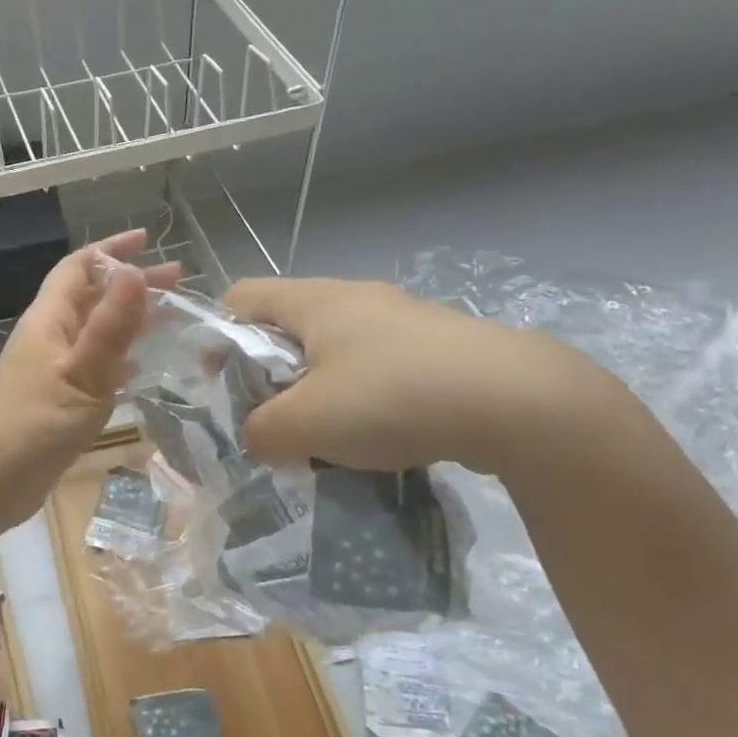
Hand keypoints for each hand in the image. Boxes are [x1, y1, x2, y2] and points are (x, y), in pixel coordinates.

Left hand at [0, 229, 181, 533]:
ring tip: (168, 321)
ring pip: (93, 332)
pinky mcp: (54, 400)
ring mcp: (48, 370)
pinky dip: (117, 359)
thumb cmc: (34, 426)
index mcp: (48, 321)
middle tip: (177, 284)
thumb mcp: (81, 375)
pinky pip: (91, 366)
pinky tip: (138, 370)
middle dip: (130, 285)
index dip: (111, 250)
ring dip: (127, 321)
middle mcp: (47, 337)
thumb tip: (134, 272)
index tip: (148, 240)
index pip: (78, 268)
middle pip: (90, 298)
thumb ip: (110, 328)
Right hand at [223, 277, 609, 478]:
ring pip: (336, 350)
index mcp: (315, 301)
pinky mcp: (441, 346)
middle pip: (288, 326)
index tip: (221, 384)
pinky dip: (365, 399)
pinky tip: (382, 438)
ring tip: (328, 439)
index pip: (241, 297)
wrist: (520, 403)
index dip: (217, 336)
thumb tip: (259, 437)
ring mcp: (404, 319)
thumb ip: (260, 432)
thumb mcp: (304, 425)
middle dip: (270, 374)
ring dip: (319, 392)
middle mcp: (357, 298)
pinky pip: (380, 367)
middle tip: (274, 420)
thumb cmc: (392, 398)